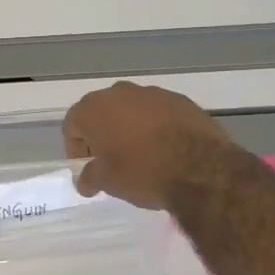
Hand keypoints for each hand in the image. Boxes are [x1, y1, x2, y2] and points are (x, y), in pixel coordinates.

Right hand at [63, 82, 236, 209]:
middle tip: (109, 160)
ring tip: (140, 154)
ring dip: (129, 128)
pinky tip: (165, 148)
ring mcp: (152, 93)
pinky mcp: (180, 99)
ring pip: (131, 109)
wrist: (201, 169)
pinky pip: (158, 112)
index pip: (72, 124)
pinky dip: (155, 126)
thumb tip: (85, 181)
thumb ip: (90, 177)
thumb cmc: (143, 173)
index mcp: (94, 109)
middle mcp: (119, 92)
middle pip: (101, 112)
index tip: (87, 168)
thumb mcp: (108, 182)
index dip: (75, 148)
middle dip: (101, 134)